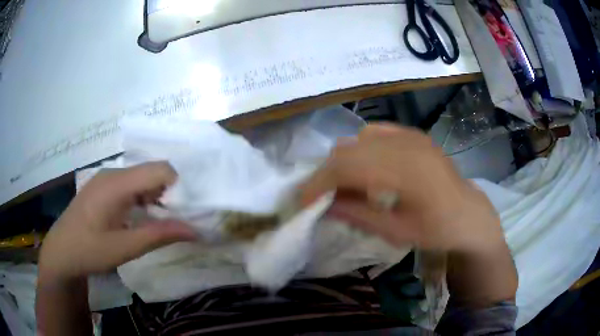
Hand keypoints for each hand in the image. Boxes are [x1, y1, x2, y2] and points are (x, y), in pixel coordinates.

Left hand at [38, 162, 196, 281]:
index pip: (160, 169)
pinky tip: (140, 217)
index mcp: (117, 183)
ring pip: (142, 178)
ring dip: (156, 197)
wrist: (61, 251)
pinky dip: (143, 198)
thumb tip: (195, 230)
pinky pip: (131, 184)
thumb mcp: (124, 248)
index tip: (183, 214)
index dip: (178, 189)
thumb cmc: (89, 250)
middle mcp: (113, 173)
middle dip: (169, 194)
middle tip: (174, 221)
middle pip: (152, 171)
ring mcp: (106, 178)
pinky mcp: (103, 186)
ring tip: (159, 222)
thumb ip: (159, 236)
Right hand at [300, 124, 504, 253]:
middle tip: (321, 198)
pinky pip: (374, 133)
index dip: (319, 183)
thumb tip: (324, 206)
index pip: (346, 167)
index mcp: (405, 171)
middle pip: (347, 150)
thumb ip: (358, 215)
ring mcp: (410, 135)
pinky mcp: (412, 134)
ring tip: (345, 187)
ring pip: (357, 140)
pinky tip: (367, 169)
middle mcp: (405, 144)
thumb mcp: (397, 231)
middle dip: (326, 175)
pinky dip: (361, 150)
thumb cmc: (437, 229)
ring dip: (343, 163)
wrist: (468, 213)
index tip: (304, 203)